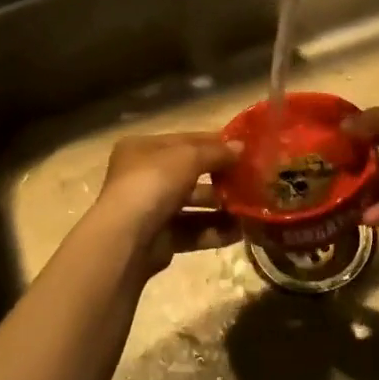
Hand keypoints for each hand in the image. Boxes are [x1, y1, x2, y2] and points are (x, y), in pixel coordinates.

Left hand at [90, 131, 242, 275]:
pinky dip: (214, 230)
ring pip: (193, 204)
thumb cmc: (153, 184)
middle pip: (189, 173)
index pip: (185, 140)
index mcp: (142, 149)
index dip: (215, 143)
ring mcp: (150, 209)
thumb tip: (240, 148)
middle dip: (220, 178)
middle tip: (251, 181)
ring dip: (221, 207)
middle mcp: (143, 177)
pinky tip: (240, 231)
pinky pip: (192, 230)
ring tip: (250, 208)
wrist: (127, 238)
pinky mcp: (159, 239)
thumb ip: (216, 152)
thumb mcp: (187, 157)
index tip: (245, 148)